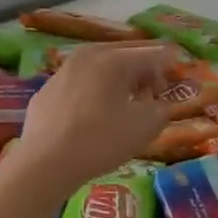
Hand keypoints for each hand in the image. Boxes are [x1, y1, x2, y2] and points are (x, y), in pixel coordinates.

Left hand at [3, 42, 183, 194]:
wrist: (45, 163)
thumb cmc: (101, 141)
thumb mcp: (145, 127)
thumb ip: (162, 109)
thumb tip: (161, 104)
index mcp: (114, 58)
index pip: (153, 55)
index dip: (168, 70)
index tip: (172, 90)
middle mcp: (87, 55)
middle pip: (125, 55)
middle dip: (144, 72)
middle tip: (152, 95)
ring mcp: (63, 71)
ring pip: (100, 68)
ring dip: (118, 81)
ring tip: (124, 107)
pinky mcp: (47, 90)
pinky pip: (79, 84)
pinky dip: (93, 93)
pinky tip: (93, 117)